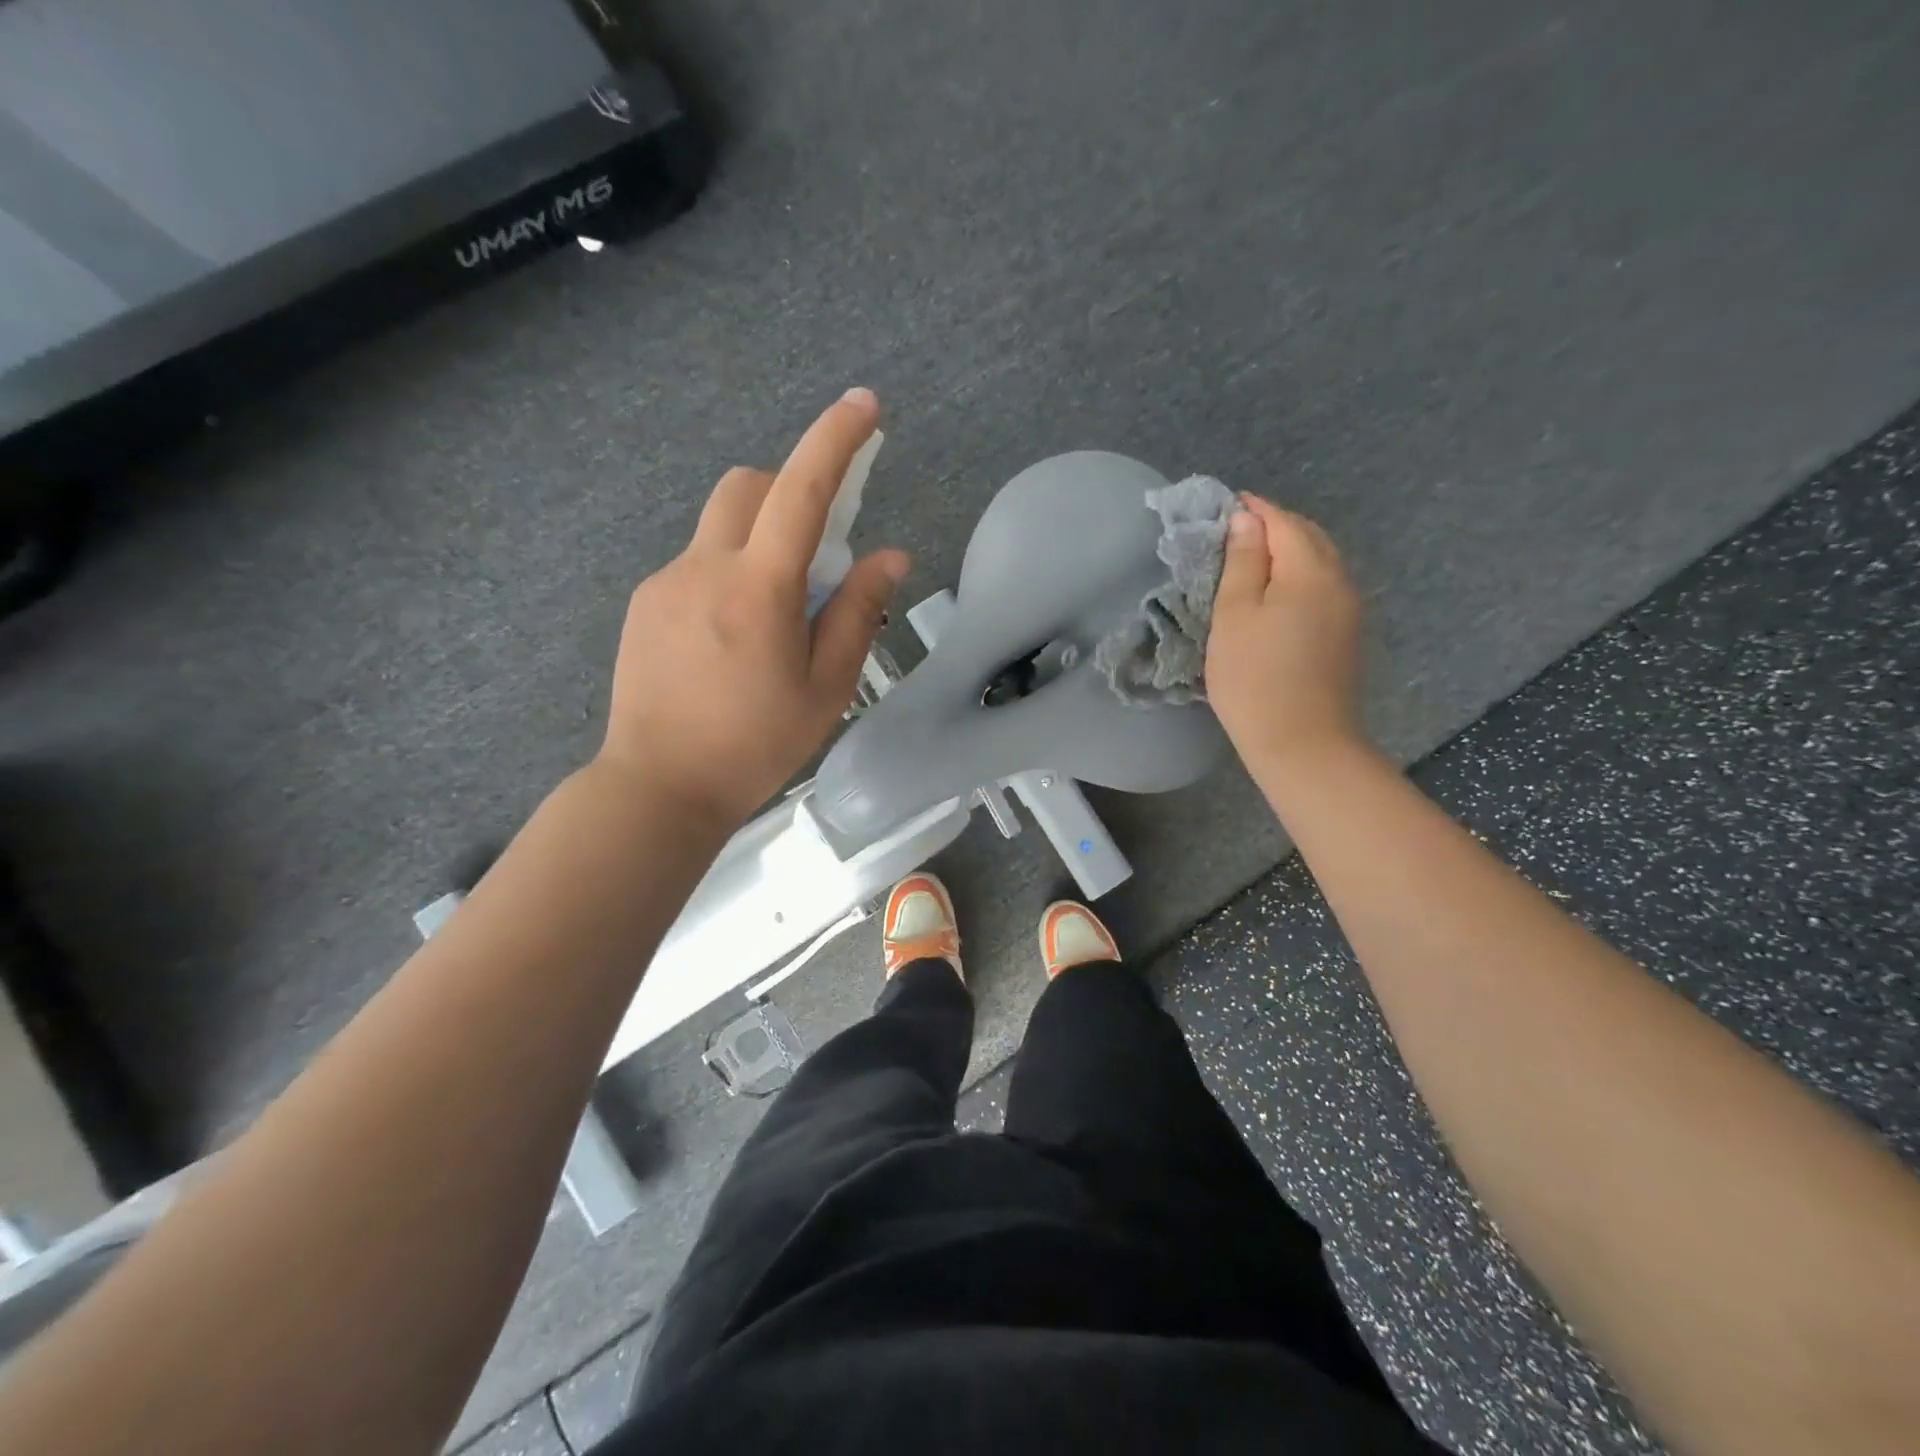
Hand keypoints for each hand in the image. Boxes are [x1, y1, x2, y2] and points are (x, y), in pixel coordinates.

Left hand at [598, 388, 908, 828]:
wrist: (658, 787)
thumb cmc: (755, 746)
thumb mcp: (826, 688)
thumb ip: (857, 613)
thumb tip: (889, 556)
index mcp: (759, 589)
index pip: (801, 491)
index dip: (836, 441)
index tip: (865, 407)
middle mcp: (705, 567)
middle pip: (749, 486)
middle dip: (790, 491)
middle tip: (817, 551)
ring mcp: (666, 582)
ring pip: (721, 525)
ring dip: (759, 537)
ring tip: (773, 614)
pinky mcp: (645, 603)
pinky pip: (697, 562)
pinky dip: (729, 572)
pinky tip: (731, 639)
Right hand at [1206, 495, 1365, 773]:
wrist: (1303, 743)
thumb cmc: (1255, 678)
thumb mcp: (1234, 616)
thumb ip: (1243, 562)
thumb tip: (1247, 520)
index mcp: (1310, 570)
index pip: (1284, 522)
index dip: (1255, 509)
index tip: (1226, 504)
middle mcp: (1340, 581)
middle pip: (1310, 537)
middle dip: (1276, 525)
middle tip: (1237, 529)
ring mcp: (1350, 610)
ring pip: (1322, 562)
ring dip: (1290, 551)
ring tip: (1254, 558)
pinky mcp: (1348, 636)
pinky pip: (1326, 587)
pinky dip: (1301, 576)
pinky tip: (1279, 593)